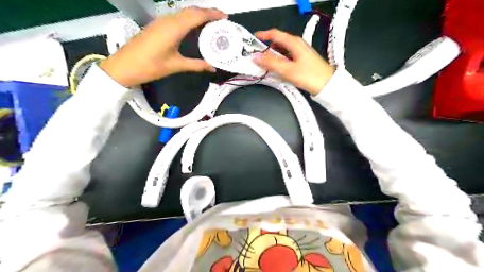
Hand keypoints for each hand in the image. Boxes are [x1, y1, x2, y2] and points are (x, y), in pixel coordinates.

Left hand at [101, 8, 229, 87]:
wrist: (124, 66)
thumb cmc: (151, 66)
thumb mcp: (176, 66)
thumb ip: (196, 65)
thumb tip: (212, 67)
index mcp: (174, 28)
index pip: (197, 15)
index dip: (212, 14)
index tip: (224, 17)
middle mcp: (168, 20)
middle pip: (191, 10)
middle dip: (207, 12)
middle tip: (220, 20)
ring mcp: (161, 22)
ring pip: (183, 13)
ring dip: (198, 15)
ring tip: (210, 23)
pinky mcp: (157, 26)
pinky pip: (177, 18)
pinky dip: (189, 19)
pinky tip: (193, 28)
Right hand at [252, 29, 334, 95]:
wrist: (327, 85)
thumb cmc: (309, 76)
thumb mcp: (287, 70)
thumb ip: (270, 63)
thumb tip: (256, 57)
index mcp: (294, 42)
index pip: (275, 34)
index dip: (263, 35)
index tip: (254, 39)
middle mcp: (298, 44)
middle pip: (278, 42)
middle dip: (267, 48)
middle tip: (258, 56)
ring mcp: (301, 51)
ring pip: (283, 50)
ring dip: (274, 55)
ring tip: (266, 64)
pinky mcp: (303, 59)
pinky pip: (288, 56)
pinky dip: (280, 60)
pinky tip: (278, 68)